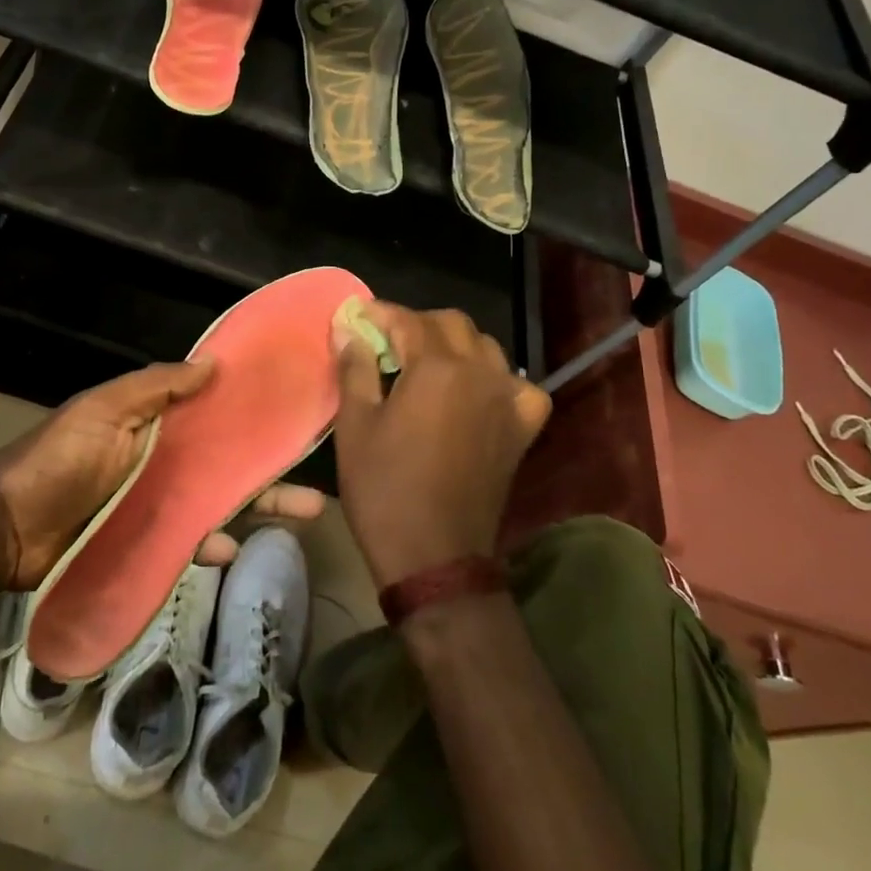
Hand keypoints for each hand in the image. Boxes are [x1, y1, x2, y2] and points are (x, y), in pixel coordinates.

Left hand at [0, 360, 324, 588]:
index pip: (212, 412)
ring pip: (218, 501)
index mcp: (154, 421)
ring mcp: (156, 503)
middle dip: (270, 469)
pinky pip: (188, 542)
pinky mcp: (146, 542)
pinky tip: (233, 549)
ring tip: (303, 512)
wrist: (5, 529)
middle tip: (316, 482)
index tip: (291, 411)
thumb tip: (213, 363)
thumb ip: (155, 387)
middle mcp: (163, 459)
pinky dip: (211, 543)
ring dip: (259, 506)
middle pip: (226, 462)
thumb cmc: (58, 458)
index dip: (248, 412)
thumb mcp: (104, 410)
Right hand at [331, 302, 550, 586]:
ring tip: (424, 363)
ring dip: (454, 344)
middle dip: (416, 323)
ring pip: (485, 347)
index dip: (379, 313)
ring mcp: (508, 399)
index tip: (357, 317)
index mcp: (438, 368)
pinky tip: (476, 392)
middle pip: (451, 324)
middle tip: (385, 342)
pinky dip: (495, 378)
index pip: (407, 320)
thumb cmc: (385, 489)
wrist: (435, 557)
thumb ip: (355, 367)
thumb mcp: (356, 426)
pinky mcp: (522, 428)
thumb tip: (348, 327)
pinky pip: (516, 384)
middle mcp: (481, 373)